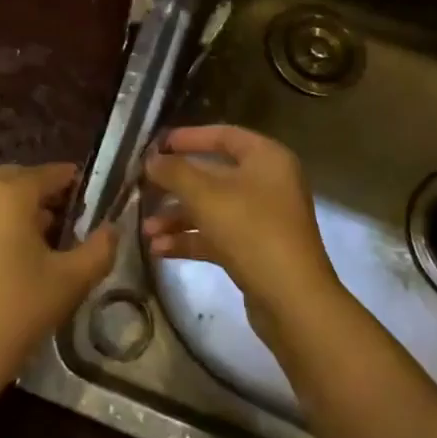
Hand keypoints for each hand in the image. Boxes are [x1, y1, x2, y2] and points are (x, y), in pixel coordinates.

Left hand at [0, 162, 116, 398]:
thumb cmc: (14, 311)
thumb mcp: (69, 282)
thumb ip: (98, 250)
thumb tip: (112, 229)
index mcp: (9, 193)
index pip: (50, 173)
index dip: (74, 181)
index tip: (95, 196)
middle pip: (21, 178)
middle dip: (47, 191)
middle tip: (73, 215)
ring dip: (24, 207)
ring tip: (51, 237)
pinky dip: (3, 221)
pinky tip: (21, 254)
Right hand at [142, 126, 342, 339]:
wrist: (293, 302)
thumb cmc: (251, 231)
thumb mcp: (206, 196)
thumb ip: (175, 172)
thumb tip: (151, 158)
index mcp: (266, 158)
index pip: (223, 135)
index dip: (189, 137)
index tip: (157, 145)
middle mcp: (268, 183)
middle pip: (214, 174)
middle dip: (176, 185)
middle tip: (144, 188)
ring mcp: (263, 219)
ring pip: (212, 208)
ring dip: (178, 217)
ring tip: (146, 230)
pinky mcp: (256, 250)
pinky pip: (217, 235)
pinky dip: (190, 239)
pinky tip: (159, 249)